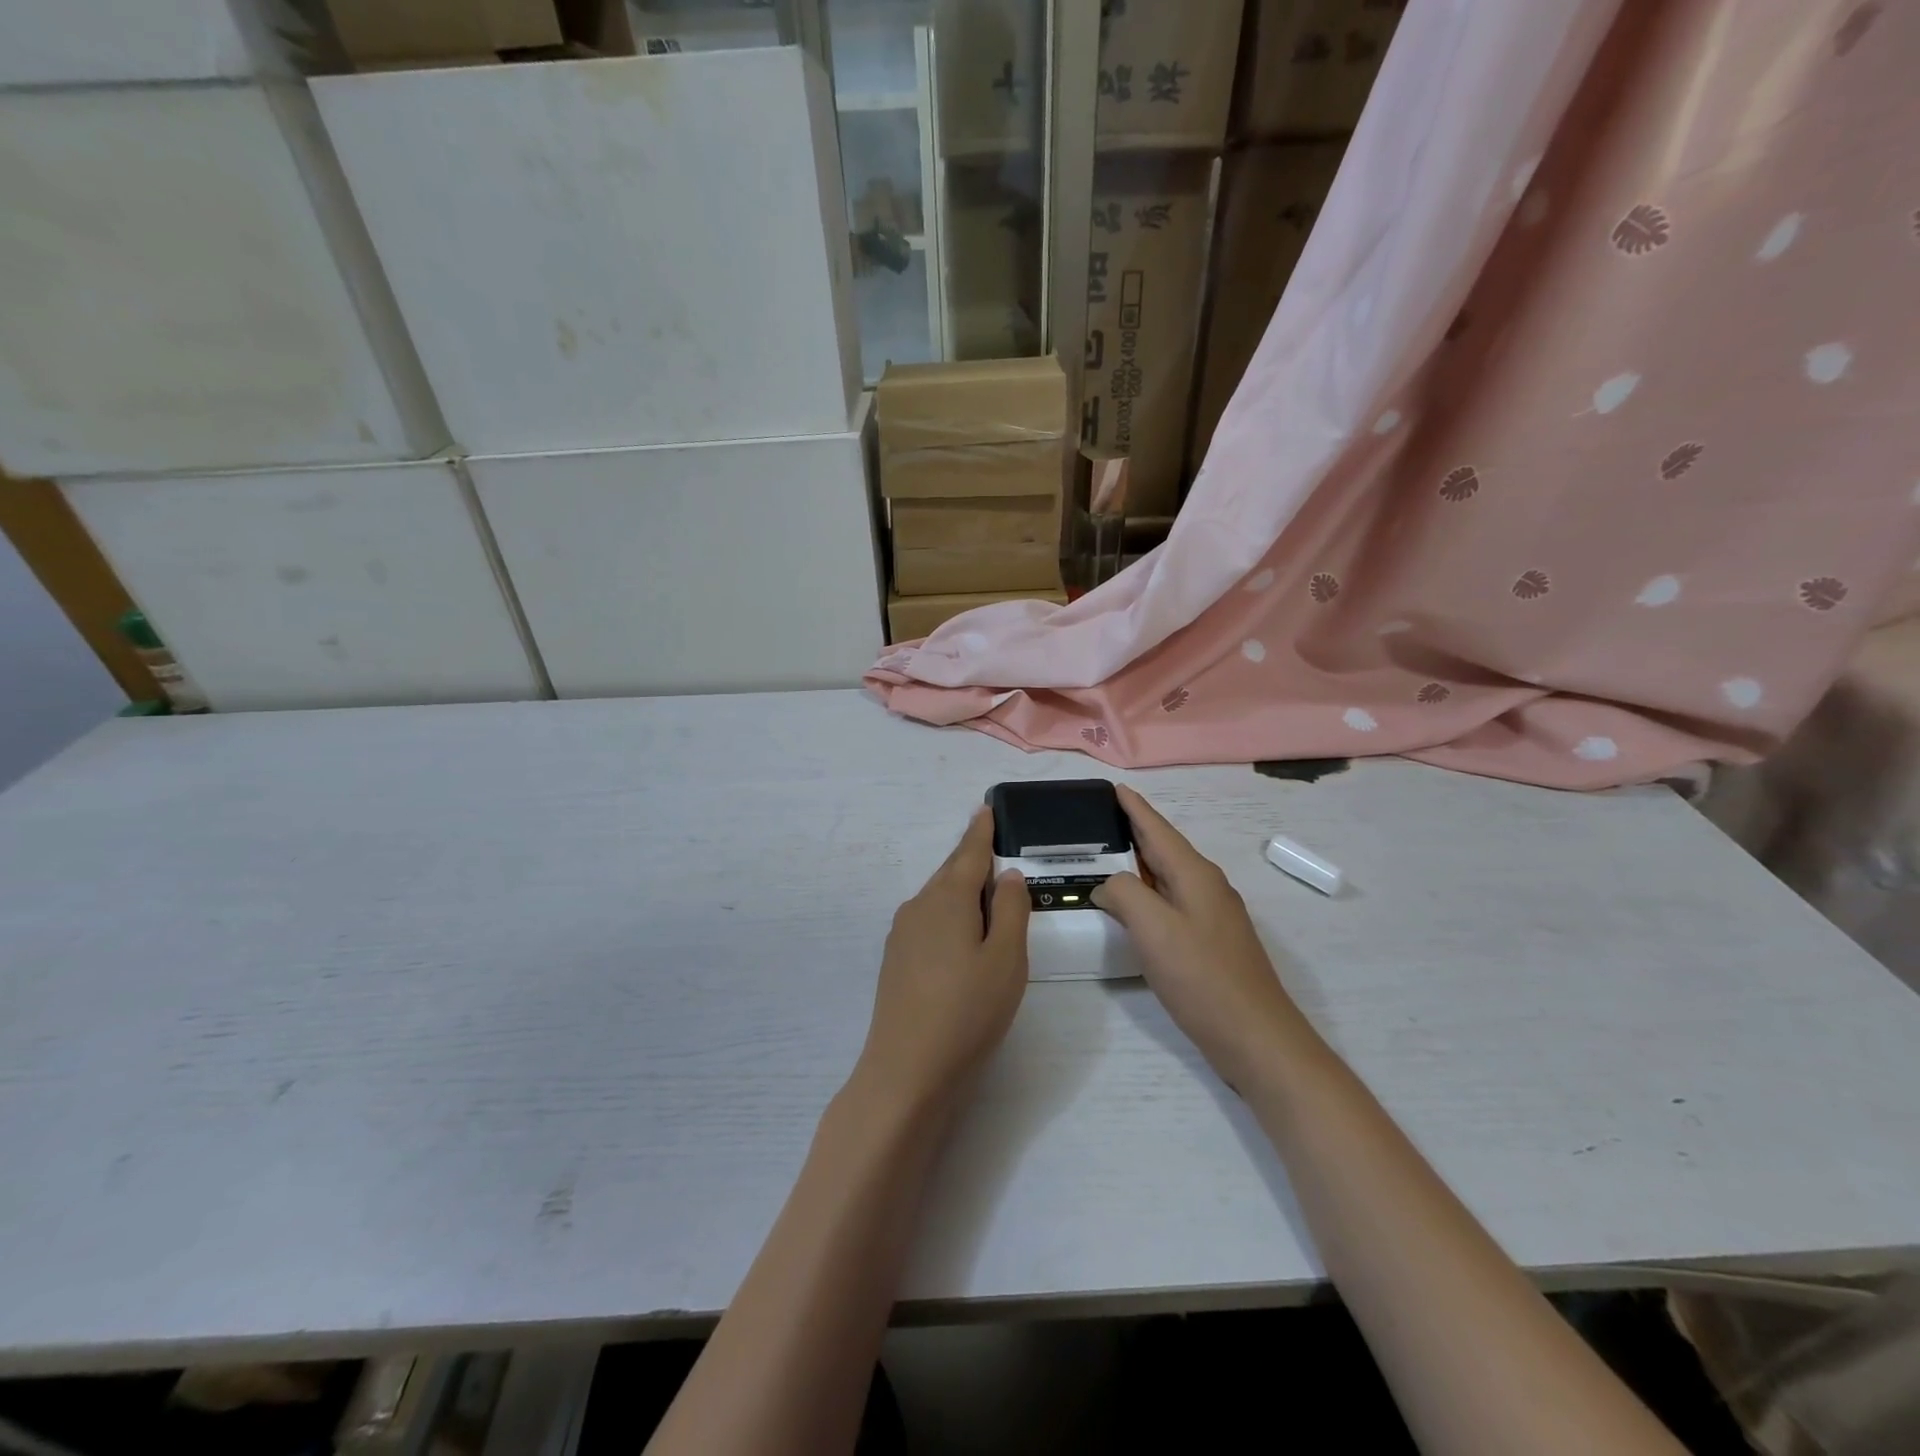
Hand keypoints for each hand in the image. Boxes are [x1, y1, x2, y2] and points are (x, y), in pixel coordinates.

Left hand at [853, 807, 1030, 1111]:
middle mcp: (919, 907)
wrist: (907, 1070)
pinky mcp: (896, 960)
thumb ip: (1012, 910)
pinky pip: (929, 920)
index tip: (986, 808)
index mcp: (947, 899)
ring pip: (938, 898)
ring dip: (961, 889)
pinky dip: (950, 914)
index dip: (981, 831)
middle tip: (991, 842)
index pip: (969, 853)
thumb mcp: (1006, 959)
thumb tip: (1007, 875)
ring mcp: (902, 934)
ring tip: (986, 889)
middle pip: (951, 873)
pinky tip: (961, 932)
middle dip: (971, 857)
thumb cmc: (968, 1011)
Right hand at [1093, 785, 1317, 1089]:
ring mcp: (1213, 916)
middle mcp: (1207, 887)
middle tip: (1099, 821)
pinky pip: (1172, 902)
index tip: (1115, 788)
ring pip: (1168, 877)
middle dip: (1134, 832)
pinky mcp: (1211, 942)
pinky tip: (1134, 906)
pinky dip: (1148, 893)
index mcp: (1195, 875)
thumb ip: (1124, 894)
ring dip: (1140, 864)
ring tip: (1107, 858)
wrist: (1256, 1038)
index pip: (1158, 830)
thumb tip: (1109, 885)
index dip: (1135, 809)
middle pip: (1164, 850)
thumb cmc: (1203, 978)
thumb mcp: (1153, 928)